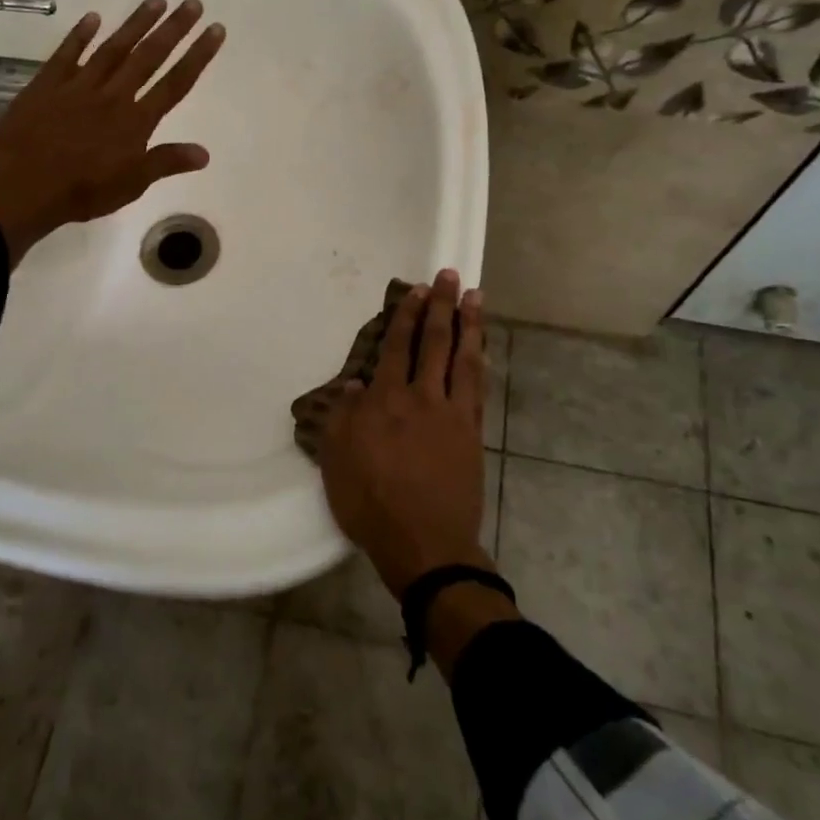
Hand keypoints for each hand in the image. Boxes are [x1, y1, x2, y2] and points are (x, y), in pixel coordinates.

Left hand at [0, 0, 224, 264]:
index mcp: (136, 121)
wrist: (20, 185)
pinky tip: (93, 18)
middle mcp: (113, 96)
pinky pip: (67, 54)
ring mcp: (78, 86)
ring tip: (156, 0)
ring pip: (113, 48)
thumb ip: (166, 163)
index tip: (216, 30)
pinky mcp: (47, 84)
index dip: (198, 56)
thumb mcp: (131, 185)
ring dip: (136, 24)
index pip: (175, 83)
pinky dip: (79, 35)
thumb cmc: (81, 192)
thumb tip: (205, 153)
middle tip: (193, 2)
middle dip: (174, 29)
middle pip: (149, 57)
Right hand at [318, 269, 489, 599]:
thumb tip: (354, 386)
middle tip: (449, 276)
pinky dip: (481, 362)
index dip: (407, 315)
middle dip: (441, 306)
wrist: (424, 542)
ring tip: (475, 297)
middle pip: (434, 342)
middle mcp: (422, 397)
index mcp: (386, 400)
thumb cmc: (371, 502)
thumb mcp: (336, 460)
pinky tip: (482, 348)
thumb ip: (343, 418)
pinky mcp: (472, 433)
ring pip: (464, 358)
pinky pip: (478, 387)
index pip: (397, 347)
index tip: (416, 290)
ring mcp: (453, 414)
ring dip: (470, 324)